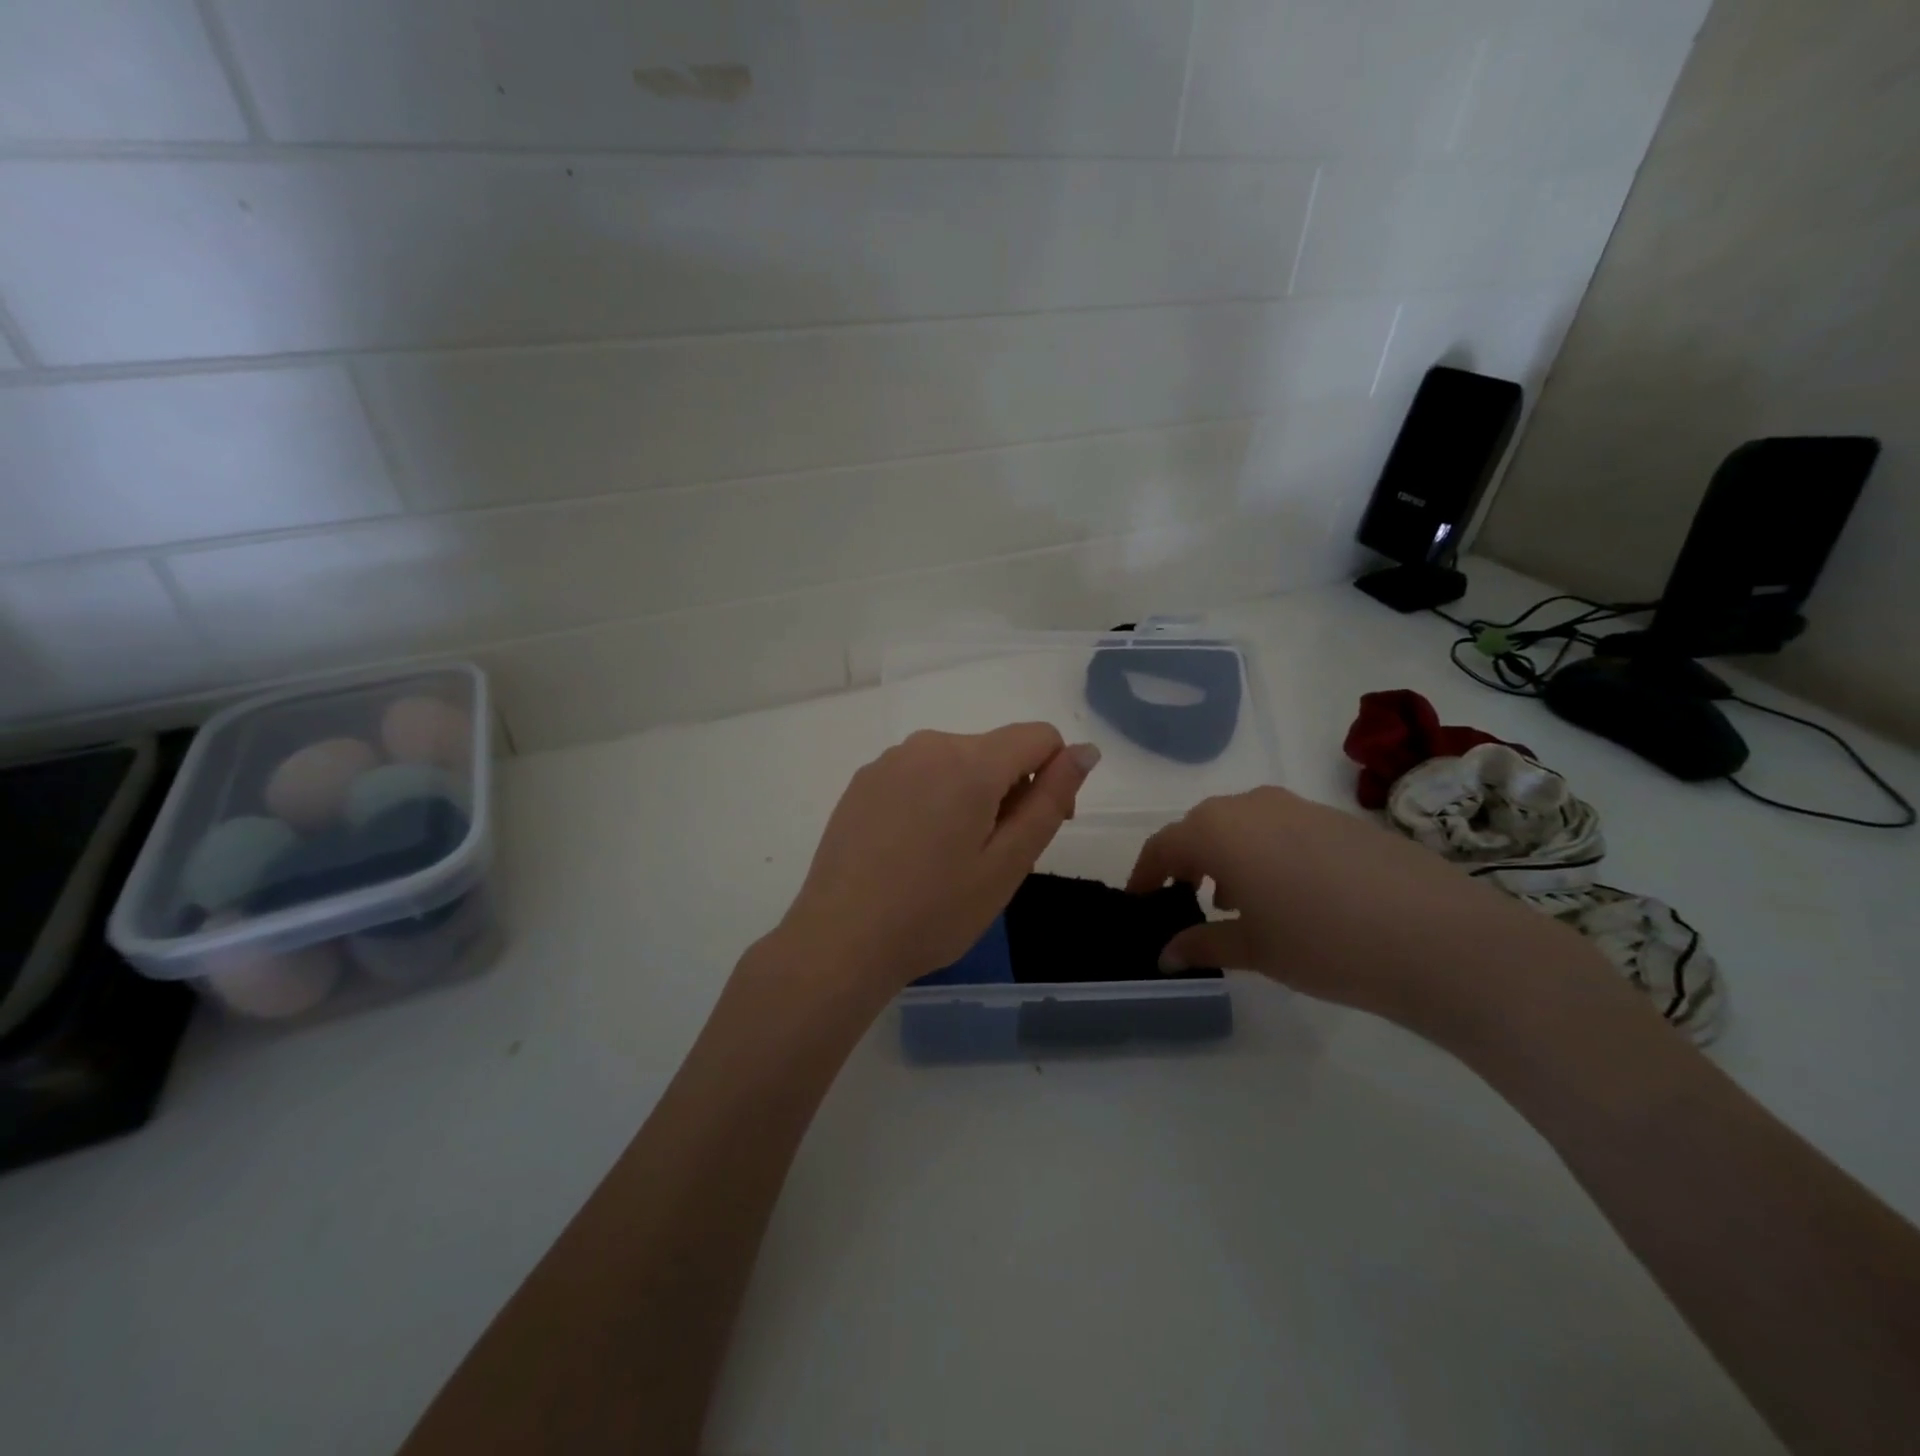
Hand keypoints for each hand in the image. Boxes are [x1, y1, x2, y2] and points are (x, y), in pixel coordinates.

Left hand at [778, 724, 1100, 994]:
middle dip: (1009, 791)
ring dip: (969, 796)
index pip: (1039, 736)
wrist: (840, 940)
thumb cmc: (934, 910)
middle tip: (991, 858)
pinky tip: (911, 851)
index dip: (1055, 775)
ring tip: (948, 859)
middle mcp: (928, 745)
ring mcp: (889, 760)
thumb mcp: (1008, 863)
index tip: (1038, 826)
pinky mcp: (862, 780)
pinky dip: (932, 799)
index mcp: (970, 762)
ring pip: (955, 762)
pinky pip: (918, 774)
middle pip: (995, 750)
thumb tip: (1085, 750)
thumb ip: (1051, 799)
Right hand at [1127, 785, 1582, 1029]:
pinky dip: (1268, 853)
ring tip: (1237, 901)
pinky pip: (1282, 827)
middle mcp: (1253, 805)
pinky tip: (1289, 894)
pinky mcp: (1340, 818)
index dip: (1146, 874)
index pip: (1165, 844)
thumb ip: (1202, 944)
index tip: (1139, 900)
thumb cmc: (1323, 943)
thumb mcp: (1254, 950)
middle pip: (1202, 826)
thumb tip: (1165, 954)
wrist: (1439, 938)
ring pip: (1244, 824)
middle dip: (1187, 861)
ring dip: (1228, 855)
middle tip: (1186, 899)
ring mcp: (1301, 806)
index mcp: (1219, 830)